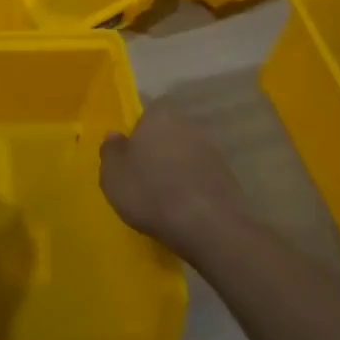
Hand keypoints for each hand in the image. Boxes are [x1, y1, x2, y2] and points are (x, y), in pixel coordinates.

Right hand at [100, 104, 249, 263]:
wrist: (207, 225)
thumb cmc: (149, 191)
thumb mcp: (113, 173)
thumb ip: (111, 150)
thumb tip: (115, 136)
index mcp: (160, 116)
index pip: (147, 113)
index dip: (137, 132)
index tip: (129, 154)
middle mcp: (189, 126)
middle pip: (168, 134)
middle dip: (156, 151)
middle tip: (142, 175)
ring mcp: (212, 152)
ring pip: (185, 156)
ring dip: (175, 170)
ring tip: (160, 197)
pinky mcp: (228, 178)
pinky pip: (199, 178)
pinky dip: (190, 188)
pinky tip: (181, 209)